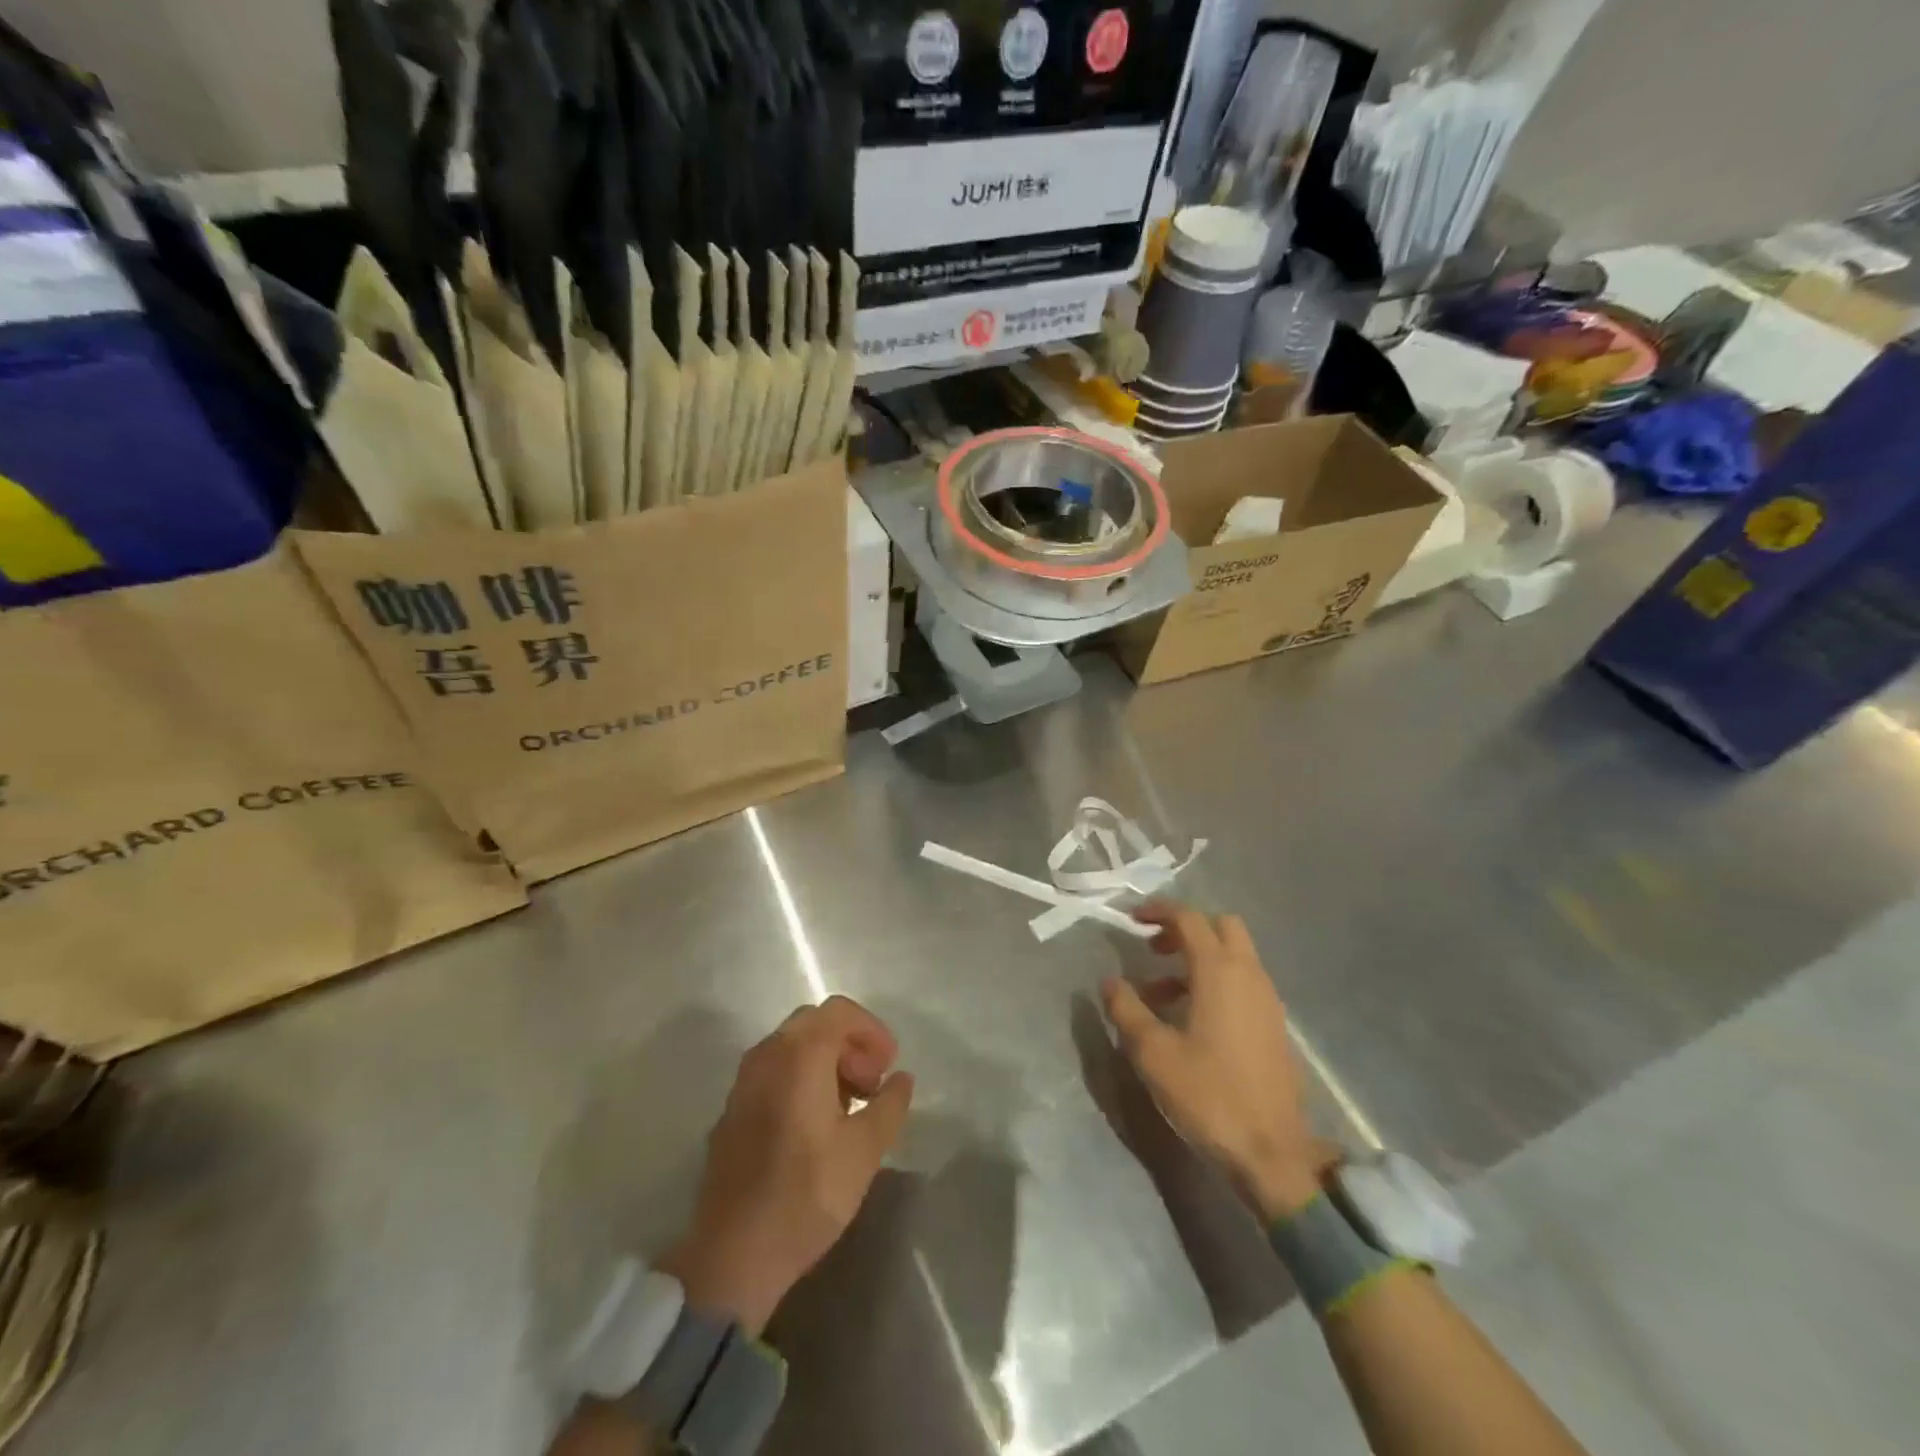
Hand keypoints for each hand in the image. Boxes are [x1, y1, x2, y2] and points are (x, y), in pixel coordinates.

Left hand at [660, 996, 913, 1336]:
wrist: (733, 1255)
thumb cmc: (807, 1193)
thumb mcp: (865, 1150)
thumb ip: (890, 1104)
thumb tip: (901, 1079)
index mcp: (799, 1054)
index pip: (840, 1012)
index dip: (872, 1031)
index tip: (889, 1066)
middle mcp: (766, 1056)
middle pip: (815, 1024)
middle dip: (850, 1045)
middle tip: (872, 1084)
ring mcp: (743, 1083)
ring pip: (791, 1048)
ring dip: (825, 1062)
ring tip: (849, 1107)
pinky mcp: (731, 1111)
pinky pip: (772, 1074)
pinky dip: (800, 1080)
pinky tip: (814, 1125)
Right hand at [1101, 904, 1321, 1223]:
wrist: (1272, 1153)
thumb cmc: (1209, 1095)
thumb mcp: (1153, 1053)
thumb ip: (1126, 1009)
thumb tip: (1110, 981)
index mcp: (1219, 971)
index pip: (1189, 918)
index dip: (1158, 911)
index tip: (1131, 919)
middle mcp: (1249, 975)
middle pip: (1220, 927)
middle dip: (1185, 929)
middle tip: (1152, 950)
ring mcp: (1267, 1000)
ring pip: (1233, 956)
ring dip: (1198, 959)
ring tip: (1160, 995)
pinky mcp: (1274, 1025)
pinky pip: (1243, 983)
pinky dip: (1216, 982)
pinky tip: (1191, 1019)